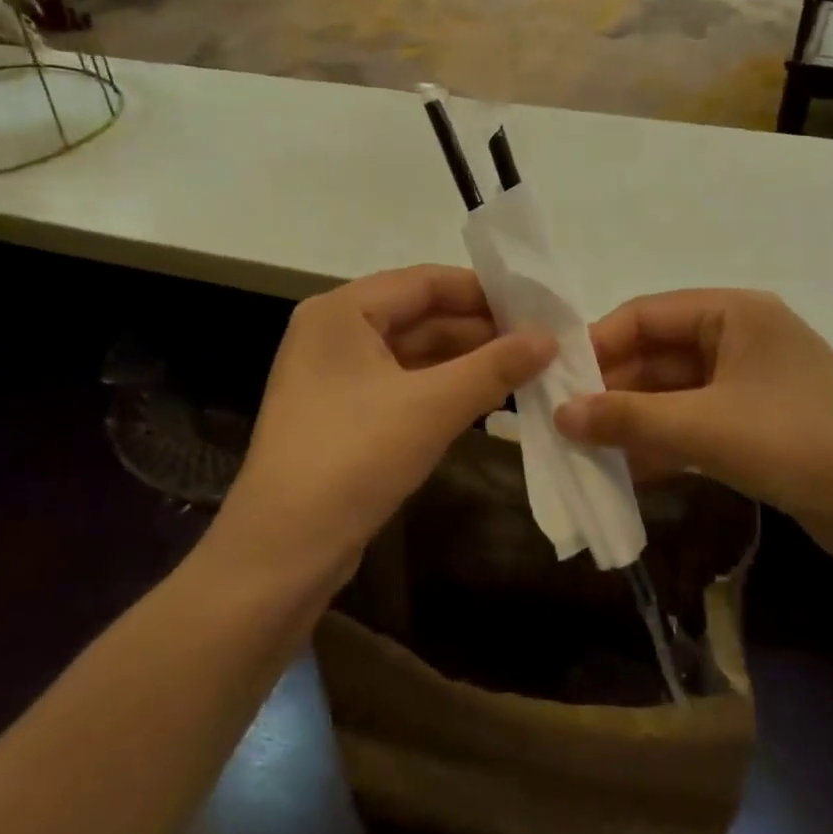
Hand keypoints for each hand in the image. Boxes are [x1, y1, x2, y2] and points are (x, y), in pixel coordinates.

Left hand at [218, 266, 554, 587]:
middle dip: (478, 329)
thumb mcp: (432, 407)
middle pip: (418, 316)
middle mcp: (334, 333)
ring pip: (413, 354)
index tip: (536, 305)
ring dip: (465, 362)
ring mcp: (336, 377)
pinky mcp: (343, 416)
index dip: (483, 291)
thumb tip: (549, 338)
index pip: (424, 282)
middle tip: (540, 341)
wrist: (283, 552)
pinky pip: (402, 386)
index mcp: (342, 312)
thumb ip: (494, 367)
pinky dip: (442, 389)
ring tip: (526, 369)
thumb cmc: (354, 458)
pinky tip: (486, 398)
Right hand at [554, 290, 832, 573]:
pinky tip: (625, 472)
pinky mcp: (756, 425)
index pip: (645, 314)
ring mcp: (749, 384)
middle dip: (611, 390)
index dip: (597, 345)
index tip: (555, 382)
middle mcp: (739, 339)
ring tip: (583, 451)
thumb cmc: (803, 445)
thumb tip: (559, 415)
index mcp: (733, 314)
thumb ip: (629, 418)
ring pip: (671, 394)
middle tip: (562, 424)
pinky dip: (661, 444)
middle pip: (656, 355)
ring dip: (632, 421)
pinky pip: (693, 424)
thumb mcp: (707, 429)